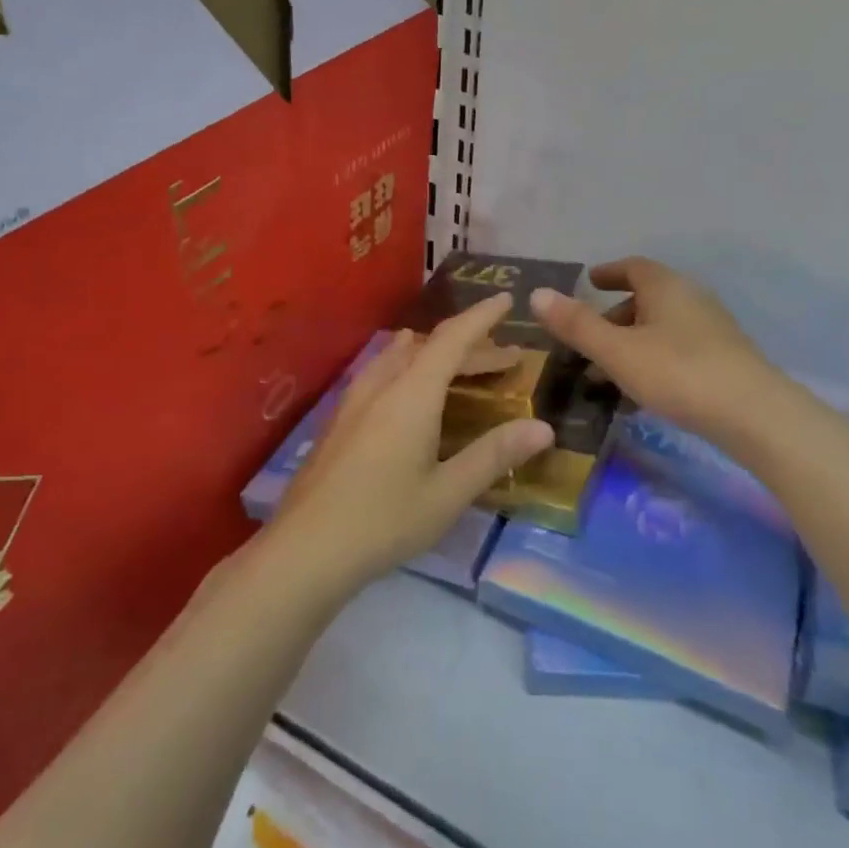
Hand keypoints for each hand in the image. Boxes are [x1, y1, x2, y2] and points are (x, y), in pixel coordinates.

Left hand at [265, 293, 555, 596]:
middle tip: (505, 358)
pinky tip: (410, 394)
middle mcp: (381, 386)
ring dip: (436, 356)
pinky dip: (410, 369)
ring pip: (400, 358)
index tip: (505, 298)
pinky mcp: (339, 420)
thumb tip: (543, 427)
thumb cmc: (384, 521)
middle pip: (429, 348)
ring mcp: (354, 401)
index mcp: (411, 395)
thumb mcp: (448, 493)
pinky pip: (382, 374)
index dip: (481, 317)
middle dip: (470, 345)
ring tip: (460, 366)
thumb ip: (494, 455)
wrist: (305, 549)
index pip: (452, 339)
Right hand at [531, 257, 785, 452]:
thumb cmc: (678, 372)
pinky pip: (678, 348)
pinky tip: (643, 393)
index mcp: (666, 287)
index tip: (589, 282)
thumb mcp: (617, 351)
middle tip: (588, 340)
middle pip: (647, 298)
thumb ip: (577, 324)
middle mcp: (691, 298)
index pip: (634, 267)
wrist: (754, 414)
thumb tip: (537, 294)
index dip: (609, 272)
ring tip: (608, 374)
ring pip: (662, 327)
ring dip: (632, 343)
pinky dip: (653, 359)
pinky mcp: (725, 358)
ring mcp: (712, 328)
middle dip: (614, 316)